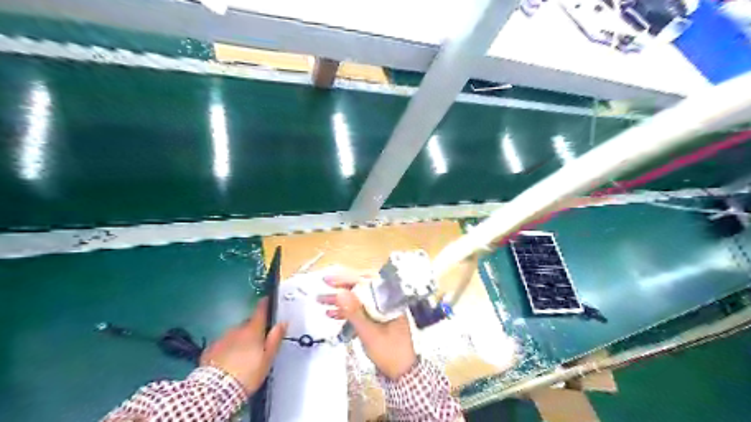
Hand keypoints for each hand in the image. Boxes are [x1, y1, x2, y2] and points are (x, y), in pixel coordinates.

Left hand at [199, 298, 286, 393]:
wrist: (216, 390)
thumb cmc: (248, 373)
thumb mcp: (267, 358)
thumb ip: (275, 338)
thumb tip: (283, 322)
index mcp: (253, 330)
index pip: (260, 310)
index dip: (264, 304)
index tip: (267, 299)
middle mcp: (237, 329)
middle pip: (247, 324)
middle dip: (252, 329)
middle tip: (257, 343)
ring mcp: (222, 338)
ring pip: (234, 334)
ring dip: (239, 339)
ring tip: (242, 355)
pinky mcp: (209, 349)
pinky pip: (223, 344)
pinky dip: (227, 348)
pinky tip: (228, 361)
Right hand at [317, 271, 416, 380]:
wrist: (401, 375)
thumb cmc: (389, 352)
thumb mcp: (369, 333)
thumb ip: (354, 312)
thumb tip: (340, 292)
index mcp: (390, 299)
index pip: (369, 280)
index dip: (348, 277)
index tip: (330, 279)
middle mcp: (386, 301)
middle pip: (363, 287)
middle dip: (343, 285)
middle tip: (324, 283)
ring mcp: (381, 310)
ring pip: (359, 298)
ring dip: (340, 299)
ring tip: (320, 299)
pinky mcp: (375, 320)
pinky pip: (360, 310)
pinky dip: (346, 311)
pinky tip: (330, 313)